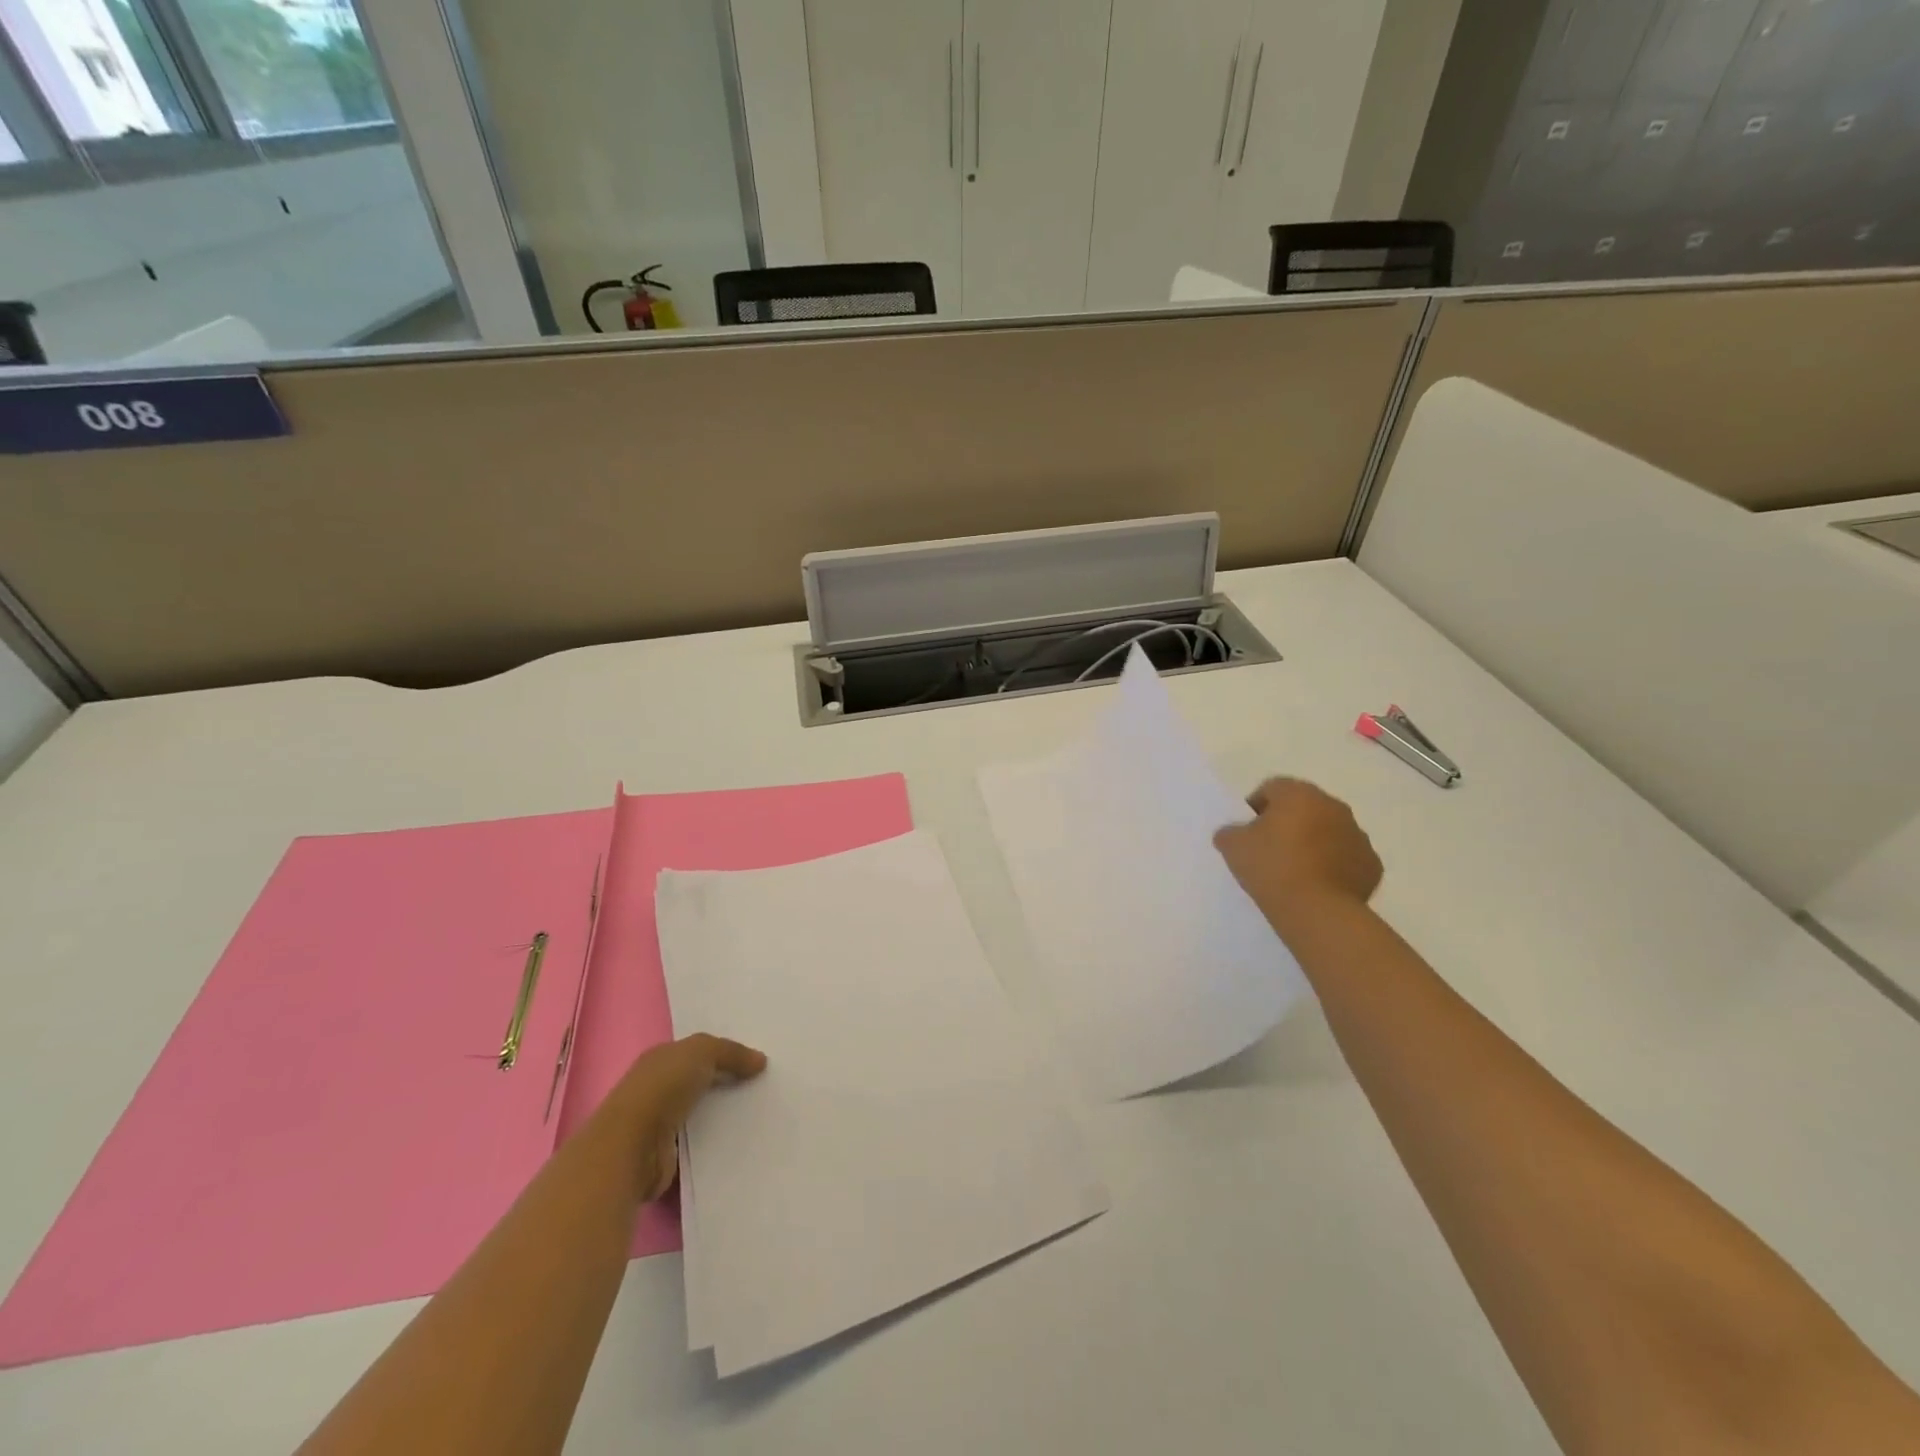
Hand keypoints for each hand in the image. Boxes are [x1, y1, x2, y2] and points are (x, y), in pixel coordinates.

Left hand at [603, 1034, 766, 1201]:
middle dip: (726, 1083)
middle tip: (763, 1086)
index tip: (754, 1060)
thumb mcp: (701, 1052)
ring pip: (700, 1113)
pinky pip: (698, 1143)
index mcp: (660, 1059)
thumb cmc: (661, 1089)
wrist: (630, 1148)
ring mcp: (658, 1123)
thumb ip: (731, 1052)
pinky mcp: (665, 1155)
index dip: (723, 1054)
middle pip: (699, 1082)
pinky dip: (715, 1141)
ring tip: (758, 1114)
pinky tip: (740, 1140)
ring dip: (722, 1115)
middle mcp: (657, 1088)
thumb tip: (760, 1061)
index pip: (695, 1052)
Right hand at [1213, 778, 1381, 916]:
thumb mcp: (1232, 846)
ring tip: (1294, 872)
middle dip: (1288, 823)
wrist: (1317, 911)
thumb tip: (1233, 832)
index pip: (1272, 788)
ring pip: (1328, 832)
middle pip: (1304, 807)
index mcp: (1299, 794)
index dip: (1256, 807)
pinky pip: (1346, 858)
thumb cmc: (1272, 867)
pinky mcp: (1371, 865)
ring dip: (1313, 843)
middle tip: (1269, 851)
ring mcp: (1358, 835)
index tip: (1247, 832)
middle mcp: (1333, 806)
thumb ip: (1229, 831)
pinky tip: (1317, 886)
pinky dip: (1333, 866)